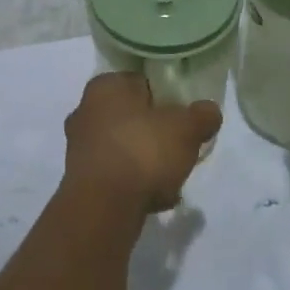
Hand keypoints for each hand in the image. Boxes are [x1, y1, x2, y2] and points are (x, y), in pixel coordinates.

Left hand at [63, 72, 220, 215]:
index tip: (184, 118)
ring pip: (124, 147)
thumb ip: (202, 116)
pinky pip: (116, 175)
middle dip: (155, 134)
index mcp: (106, 86)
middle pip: (132, 117)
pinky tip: (156, 200)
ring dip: (146, 162)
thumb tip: (209, 111)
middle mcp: (86, 110)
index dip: (167, 98)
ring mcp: (79, 146)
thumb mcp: (186, 128)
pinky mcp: (80, 180)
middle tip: (179, 150)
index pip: (141, 82)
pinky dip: (134, 184)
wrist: (103, 207)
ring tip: (172, 181)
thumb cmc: (143, 151)